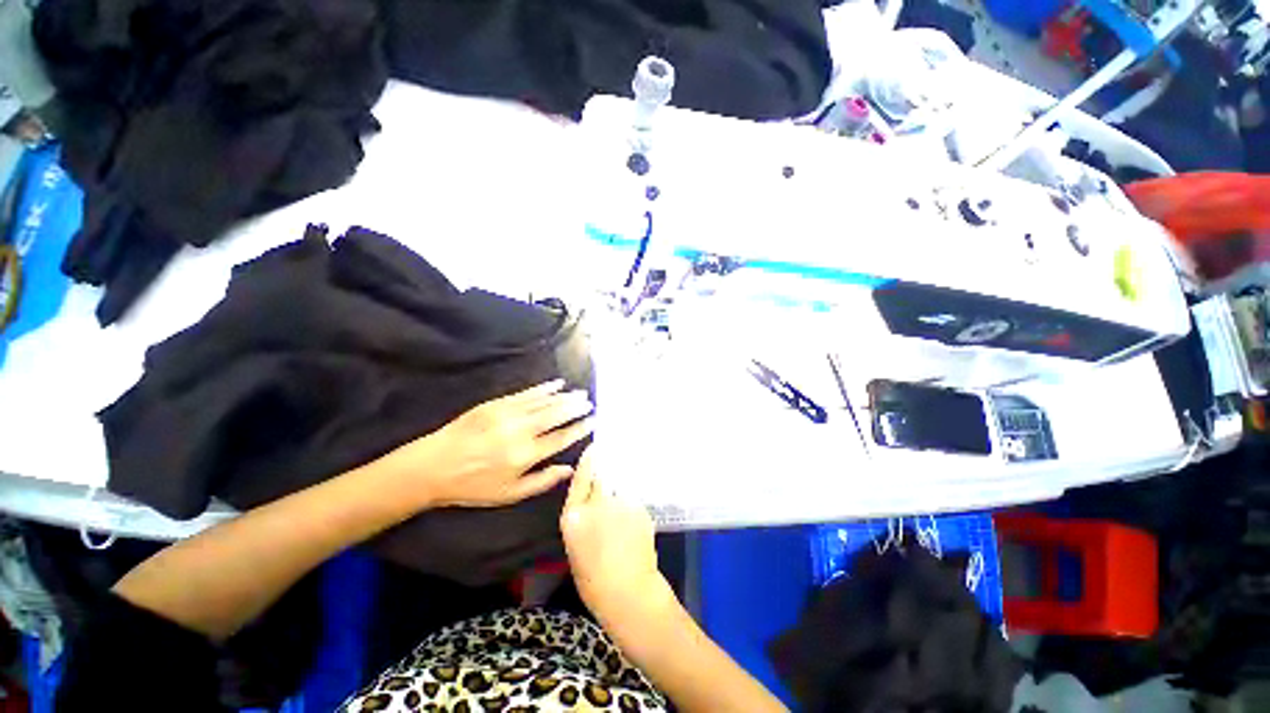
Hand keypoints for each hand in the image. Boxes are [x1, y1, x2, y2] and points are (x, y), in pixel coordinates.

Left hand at [384, 380, 593, 507]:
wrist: (433, 467)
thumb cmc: (473, 486)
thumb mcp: (509, 494)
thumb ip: (542, 481)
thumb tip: (569, 469)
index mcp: (525, 455)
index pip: (561, 438)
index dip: (579, 429)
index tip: (593, 421)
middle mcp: (520, 432)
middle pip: (556, 415)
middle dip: (575, 407)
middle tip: (589, 402)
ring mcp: (507, 414)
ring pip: (544, 402)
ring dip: (564, 397)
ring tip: (579, 394)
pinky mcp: (496, 404)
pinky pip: (526, 393)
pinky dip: (543, 388)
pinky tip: (556, 384)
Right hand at [561, 446, 665, 619]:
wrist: (628, 592)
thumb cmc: (594, 579)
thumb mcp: (576, 545)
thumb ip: (583, 517)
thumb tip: (593, 498)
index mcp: (574, 516)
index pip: (581, 477)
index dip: (588, 461)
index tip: (594, 448)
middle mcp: (596, 503)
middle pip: (602, 476)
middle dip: (606, 474)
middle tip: (610, 478)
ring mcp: (620, 503)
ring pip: (619, 486)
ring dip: (620, 491)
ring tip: (622, 510)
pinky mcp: (639, 507)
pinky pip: (632, 499)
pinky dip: (631, 505)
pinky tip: (632, 522)